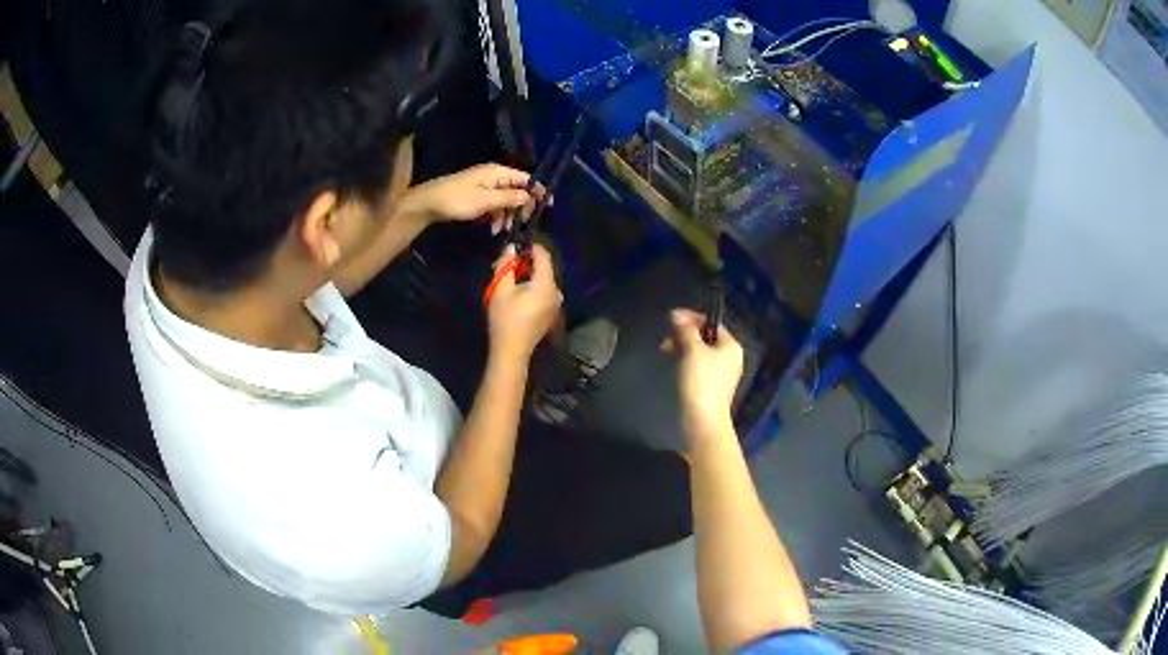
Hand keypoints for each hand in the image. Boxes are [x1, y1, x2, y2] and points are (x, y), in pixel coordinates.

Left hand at [406, 163, 546, 231]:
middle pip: (517, 190)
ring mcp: (485, 186)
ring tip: (502, 231)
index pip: (525, 179)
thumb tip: (529, 196)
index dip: (537, 191)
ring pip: (506, 200)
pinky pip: (494, 205)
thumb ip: (508, 198)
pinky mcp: (478, 196)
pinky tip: (493, 228)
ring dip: (507, 215)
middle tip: (522, 225)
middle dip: (520, 208)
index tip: (547, 207)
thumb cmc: (457, 199)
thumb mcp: (485, 200)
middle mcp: (494, 176)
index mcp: (498, 173)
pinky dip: (496, 216)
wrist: (429, 203)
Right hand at [486, 244, 562, 359]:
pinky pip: (543, 292)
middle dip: (525, 263)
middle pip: (543, 269)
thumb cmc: (505, 319)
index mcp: (547, 285)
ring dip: (526, 276)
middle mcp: (556, 292)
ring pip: (542, 281)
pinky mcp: (550, 313)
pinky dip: (531, 287)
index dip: (531, 247)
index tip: (517, 244)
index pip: (544, 256)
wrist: (511, 351)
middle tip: (505, 264)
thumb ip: (506, 265)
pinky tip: (516, 293)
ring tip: (507, 279)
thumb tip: (511, 248)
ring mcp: (555, 304)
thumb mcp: (501, 289)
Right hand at [661, 309, 744, 437]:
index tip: (670, 318)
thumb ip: (685, 330)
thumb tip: (676, 314)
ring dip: (682, 346)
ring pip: (700, 351)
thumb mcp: (692, 350)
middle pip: (705, 337)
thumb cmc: (701, 381)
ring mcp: (721, 373)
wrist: (703, 420)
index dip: (691, 318)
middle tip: (665, 338)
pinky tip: (673, 364)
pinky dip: (685, 360)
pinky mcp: (711, 385)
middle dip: (684, 334)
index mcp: (731, 346)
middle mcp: (729, 357)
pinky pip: (698, 365)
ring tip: (665, 350)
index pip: (711, 323)